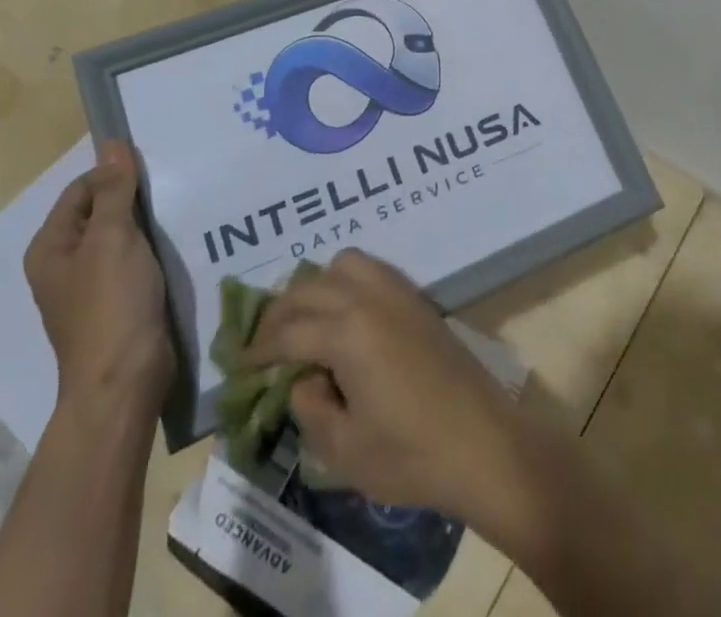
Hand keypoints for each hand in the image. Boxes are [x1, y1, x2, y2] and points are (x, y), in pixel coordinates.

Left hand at [24, 141, 172, 422]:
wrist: (124, 383)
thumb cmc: (111, 305)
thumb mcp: (112, 238)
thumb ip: (114, 190)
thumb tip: (111, 144)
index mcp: (50, 247)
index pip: (82, 189)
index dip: (114, 175)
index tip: (154, 170)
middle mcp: (65, 264)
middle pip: (101, 211)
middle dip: (134, 198)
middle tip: (173, 185)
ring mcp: (91, 286)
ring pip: (121, 237)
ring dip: (147, 224)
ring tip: (181, 208)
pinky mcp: (117, 302)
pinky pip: (135, 261)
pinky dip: (154, 249)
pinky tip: (178, 242)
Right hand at [245, 249, 525, 522]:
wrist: (483, 443)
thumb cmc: (412, 455)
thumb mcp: (344, 450)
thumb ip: (310, 408)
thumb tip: (302, 379)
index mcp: (347, 331)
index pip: (287, 332)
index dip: (257, 349)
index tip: (237, 364)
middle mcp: (368, 296)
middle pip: (308, 288)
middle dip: (278, 313)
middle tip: (262, 344)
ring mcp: (396, 290)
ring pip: (341, 264)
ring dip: (315, 287)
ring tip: (304, 322)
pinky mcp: (416, 296)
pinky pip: (370, 268)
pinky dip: (345, 280)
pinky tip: (343, 315)